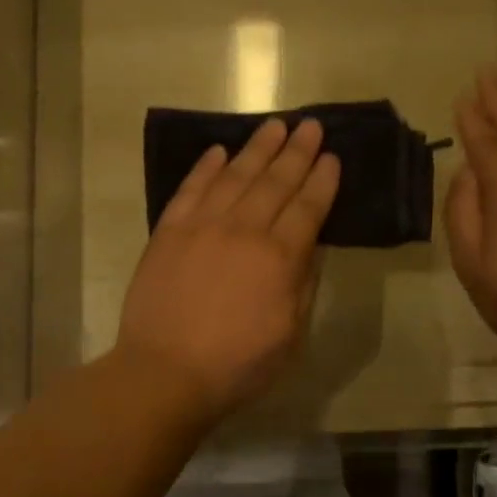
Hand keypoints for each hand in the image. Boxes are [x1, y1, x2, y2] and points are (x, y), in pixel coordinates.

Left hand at [115, 117, 340, 424]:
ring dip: (257, 148)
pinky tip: (218, 151)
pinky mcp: (168, 231)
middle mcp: (243, 230)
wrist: (164, 371)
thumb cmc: (236, 364)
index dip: (322, 180)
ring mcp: (202, 226)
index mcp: (279, 258)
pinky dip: (205, 167)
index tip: (331, 156)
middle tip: (310, 125)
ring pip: (235, 176)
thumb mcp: (290, 334)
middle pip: (275, 182)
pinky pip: (191, 189)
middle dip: (297, 152)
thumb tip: (310, 245)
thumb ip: (302, 284)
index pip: (307, 208)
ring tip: (274, 126)